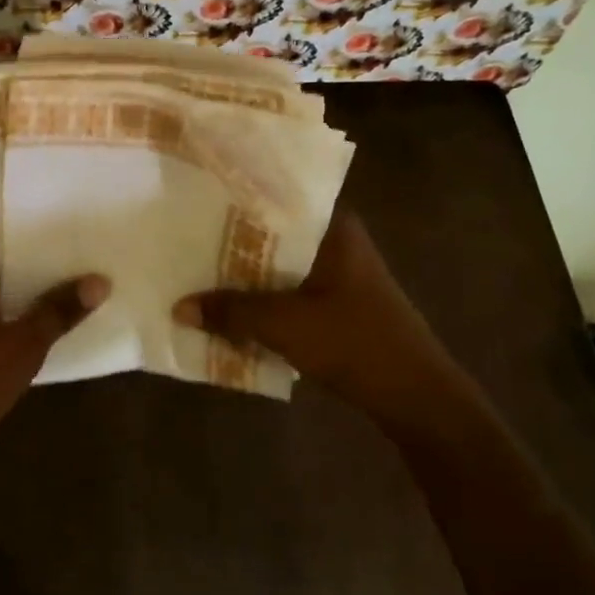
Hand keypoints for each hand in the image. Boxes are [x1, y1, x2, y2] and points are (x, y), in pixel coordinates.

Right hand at [173, 208, 467, 433]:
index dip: (234, 199)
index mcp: (332, 227)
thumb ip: (231, 312)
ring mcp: (338, 273)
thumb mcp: (285, 325)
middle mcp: (336, 240)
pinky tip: (230, 307)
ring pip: (278, 264)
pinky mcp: (337, 303)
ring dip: (244, 274)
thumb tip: (179, 307)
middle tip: (184, 237)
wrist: (416, 397)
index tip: (195, 199)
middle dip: (231, 241)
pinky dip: (262, 297)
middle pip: (273, 233)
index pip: (276, 197)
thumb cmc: (355, 344)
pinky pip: (288, 290)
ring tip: (196, 270)